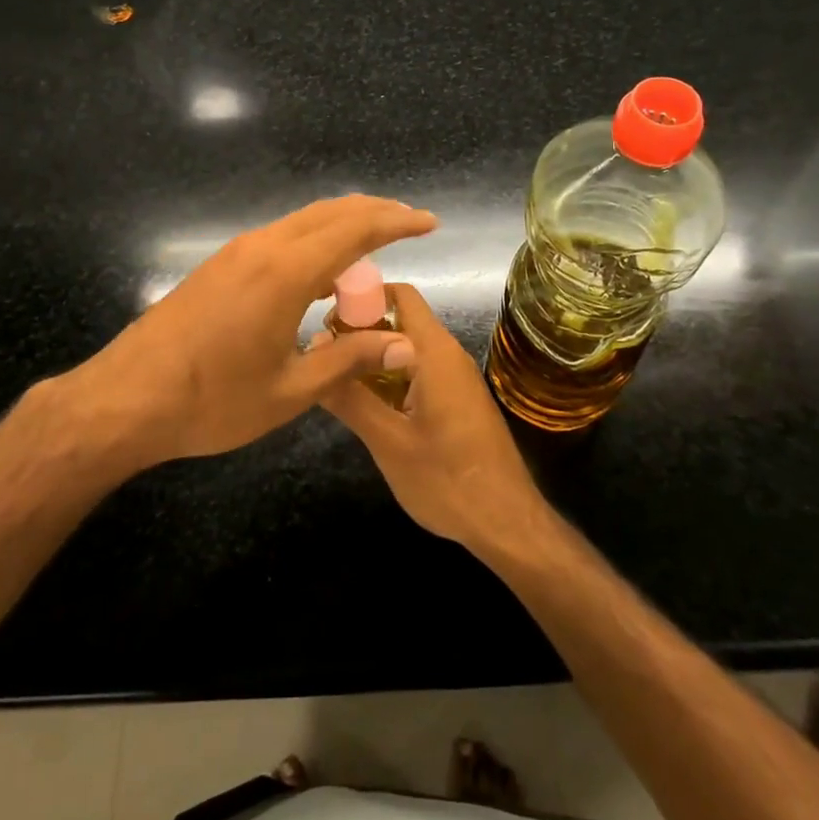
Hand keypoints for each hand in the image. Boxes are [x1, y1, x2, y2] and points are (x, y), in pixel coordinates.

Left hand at [63, 195, 436, 472]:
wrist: (125, 399)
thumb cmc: (212, 402)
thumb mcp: (290, 390)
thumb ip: (350, 359)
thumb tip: (406, 345)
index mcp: (285, 272)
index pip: (355, 230)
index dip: (397, 222)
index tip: (429, 223)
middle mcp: (262, 248)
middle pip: (329, 213)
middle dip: (374, 212)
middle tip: (410, 222)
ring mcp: (235, 254)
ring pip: (301, 222)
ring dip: (342, 226)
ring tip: (374, 244)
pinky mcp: (218, 267)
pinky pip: (278, 239)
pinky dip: (312, 242)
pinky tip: (321, 274)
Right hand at [318, 283, 544, 552]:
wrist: (506, 524)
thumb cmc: (447, 480)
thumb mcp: (388, 440)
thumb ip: (349, 396)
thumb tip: (312, 351)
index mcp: (434, 352)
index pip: (399, 295)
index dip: (360, 296)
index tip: (322, 317)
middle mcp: (447, 355)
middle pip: (399, 320)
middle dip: (358, 331)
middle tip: (319, 356)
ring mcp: (454, 378)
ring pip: (405, 349)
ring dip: (370, 357)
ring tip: (332, 378)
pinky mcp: (455, 400)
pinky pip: (416, 372)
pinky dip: (387, 377)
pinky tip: (363, 404)